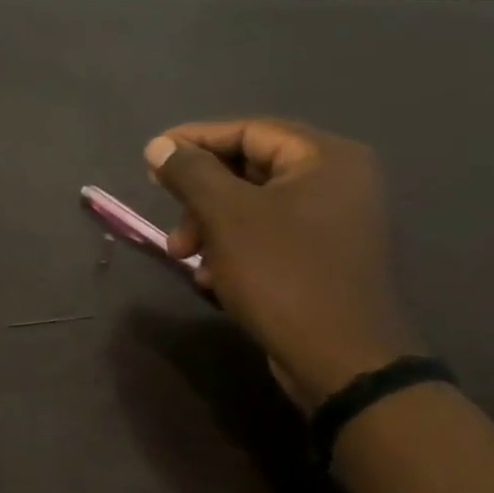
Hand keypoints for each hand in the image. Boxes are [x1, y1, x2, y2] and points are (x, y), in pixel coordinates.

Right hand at [144, 119, 420, 411]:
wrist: (342, 362)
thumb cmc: (283, 274)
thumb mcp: (226, 215)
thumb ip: (189, 172)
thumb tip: (159, 145)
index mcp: (325, 158)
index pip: (247, 130)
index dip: (193, 141)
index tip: (150, 158)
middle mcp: (337, 182)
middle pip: (248, 168)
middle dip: (199, 195)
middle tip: (168, 215)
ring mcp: (334, 222)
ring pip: (252, 206)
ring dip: (209, 225)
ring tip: (183, 254)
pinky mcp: (324, 258)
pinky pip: (267, 235)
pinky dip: (232, 248)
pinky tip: (210, 277)